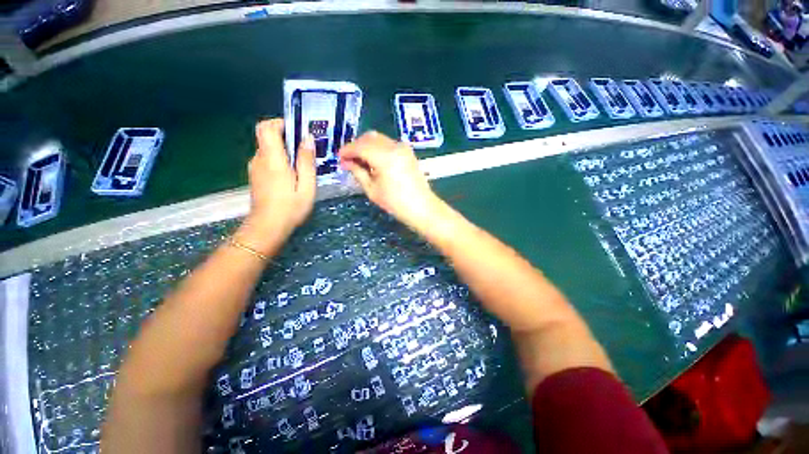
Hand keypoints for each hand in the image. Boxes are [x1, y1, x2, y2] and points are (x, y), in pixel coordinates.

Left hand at [237, 119, 315, 253]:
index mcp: (272, 159)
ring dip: (284, 150)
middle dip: (287, 138)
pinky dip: (279, 160)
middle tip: (306, 150)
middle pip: (267, 136)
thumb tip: (308, 138)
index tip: (297, 130)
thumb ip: (306, 161)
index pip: (266, 127)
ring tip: (302, 164)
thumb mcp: (306, 185)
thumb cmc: (291, 207)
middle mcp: (259, 159)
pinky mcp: (256, 176)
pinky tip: (292, 175)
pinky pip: (267, 159)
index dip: (280, 123)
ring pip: (268, 149)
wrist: (268, 227)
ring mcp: (255, 168)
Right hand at [340, 131, 441, 230]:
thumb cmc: (395, 203)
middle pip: (369, 138)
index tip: (339, 158)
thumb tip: (346, 162)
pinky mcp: (408, 152)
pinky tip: (373, 160)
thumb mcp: (372, 190)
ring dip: (366, 146)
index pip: (360, 146)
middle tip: (348, 160)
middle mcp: (394, 146)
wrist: (422, 207)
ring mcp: (403, 148)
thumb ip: (358, 172)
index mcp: (384, 157)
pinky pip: (388, 143)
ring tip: (360, 161)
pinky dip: (377, 148)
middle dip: (356, 146)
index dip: (347, 150)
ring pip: (379, 139)